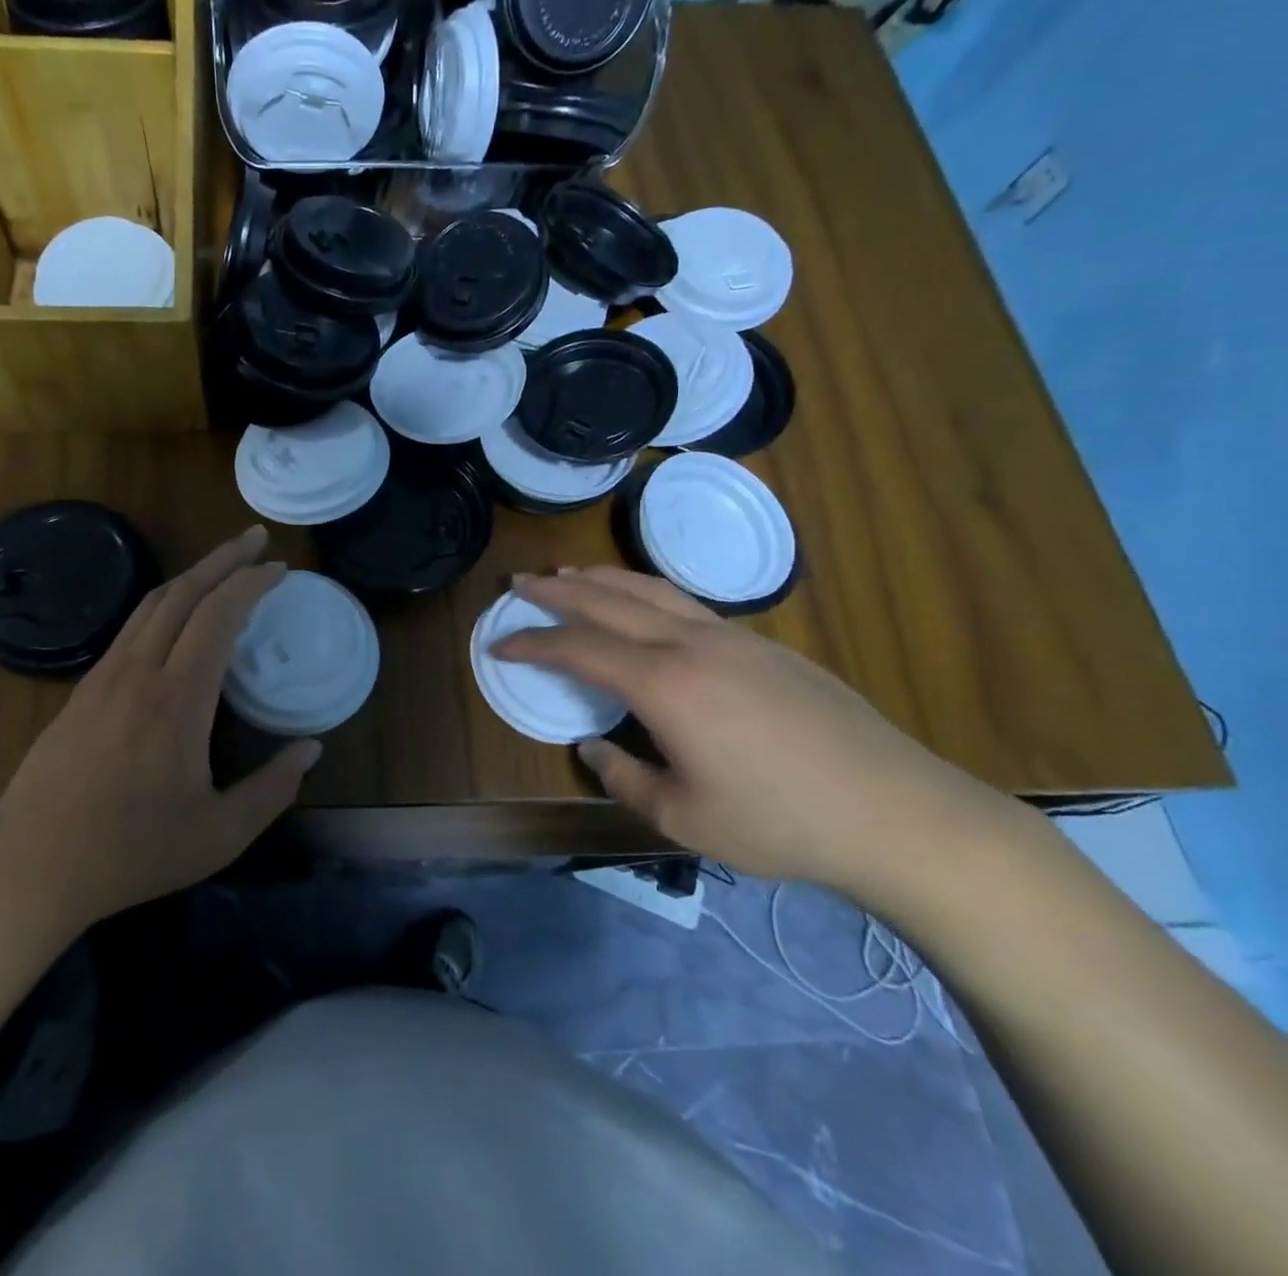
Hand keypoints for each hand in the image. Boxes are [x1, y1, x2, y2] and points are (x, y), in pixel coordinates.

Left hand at [0, 525, 316, 934]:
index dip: (252, 583)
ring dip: (191, 575)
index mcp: (178, 699)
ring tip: (222, 566)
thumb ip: (273, 789)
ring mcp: (104, 677)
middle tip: (255, 539)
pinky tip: (175, 618)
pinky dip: (163, 604)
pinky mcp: (82, 689)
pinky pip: (130, 627)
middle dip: (224, 558)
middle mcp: (139, 671)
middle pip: (183, 592)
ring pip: (151, 603)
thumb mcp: (220, 834)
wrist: (32, 868)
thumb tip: (312, 749)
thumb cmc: (132, 853)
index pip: (219, 614)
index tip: (280, 569)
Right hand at [491, 567, 1003, 895]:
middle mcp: (692, 644)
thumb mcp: (684, 817)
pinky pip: (685, 602)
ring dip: (601, 578)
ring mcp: (733, 638)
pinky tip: (641, 605)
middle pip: (609, 600)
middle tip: (519, 583)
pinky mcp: (764, 645)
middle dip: (557, 590)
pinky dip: (644, 591)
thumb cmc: (780, 822)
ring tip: (569, 574)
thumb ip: (624, 777)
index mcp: (665, 684)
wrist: (897, 812)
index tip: (499, 642)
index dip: (532, 643)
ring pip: (651, 589)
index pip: (579, 648)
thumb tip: (594, 745)